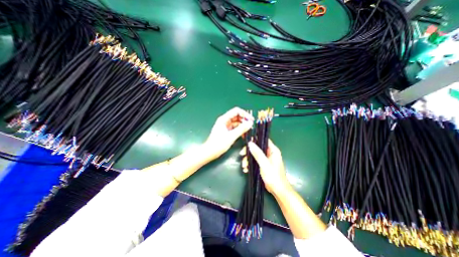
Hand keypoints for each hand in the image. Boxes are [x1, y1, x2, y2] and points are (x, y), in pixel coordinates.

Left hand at [204, 106, 254, 160]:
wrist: (210, 152)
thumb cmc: (218, 144)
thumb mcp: (231, 136)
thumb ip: (241, 129)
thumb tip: (250, 123)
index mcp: (224, 119)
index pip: (236, 111)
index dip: (244, 114)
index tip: (251, 119)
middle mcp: (225, 121)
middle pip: (237, 116)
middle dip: (244, 120)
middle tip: (251, 125)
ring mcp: (225, 126)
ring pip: (236, 122)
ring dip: (243, 125)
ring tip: (249, 130)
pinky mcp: (226, 131)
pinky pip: (235, 128)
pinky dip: (240, 130)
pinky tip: (244, 134)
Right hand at [244, 140, 289, 193]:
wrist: (277, 190)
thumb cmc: (273, 176)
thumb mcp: (264, 164)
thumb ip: (257, 153)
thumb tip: (250, 143)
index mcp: (273, 150)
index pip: (263, 140)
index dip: (255, 139)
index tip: (246, 142)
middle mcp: (269, 153)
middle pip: (257, 148)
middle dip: (248, 152)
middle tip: (241, 154)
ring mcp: (266, 159)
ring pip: (254, 155)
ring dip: (248, 159)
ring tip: (244, 166)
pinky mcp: (263, 165)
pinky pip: (254, 161)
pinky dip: (250, 164)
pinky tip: (246, 169)